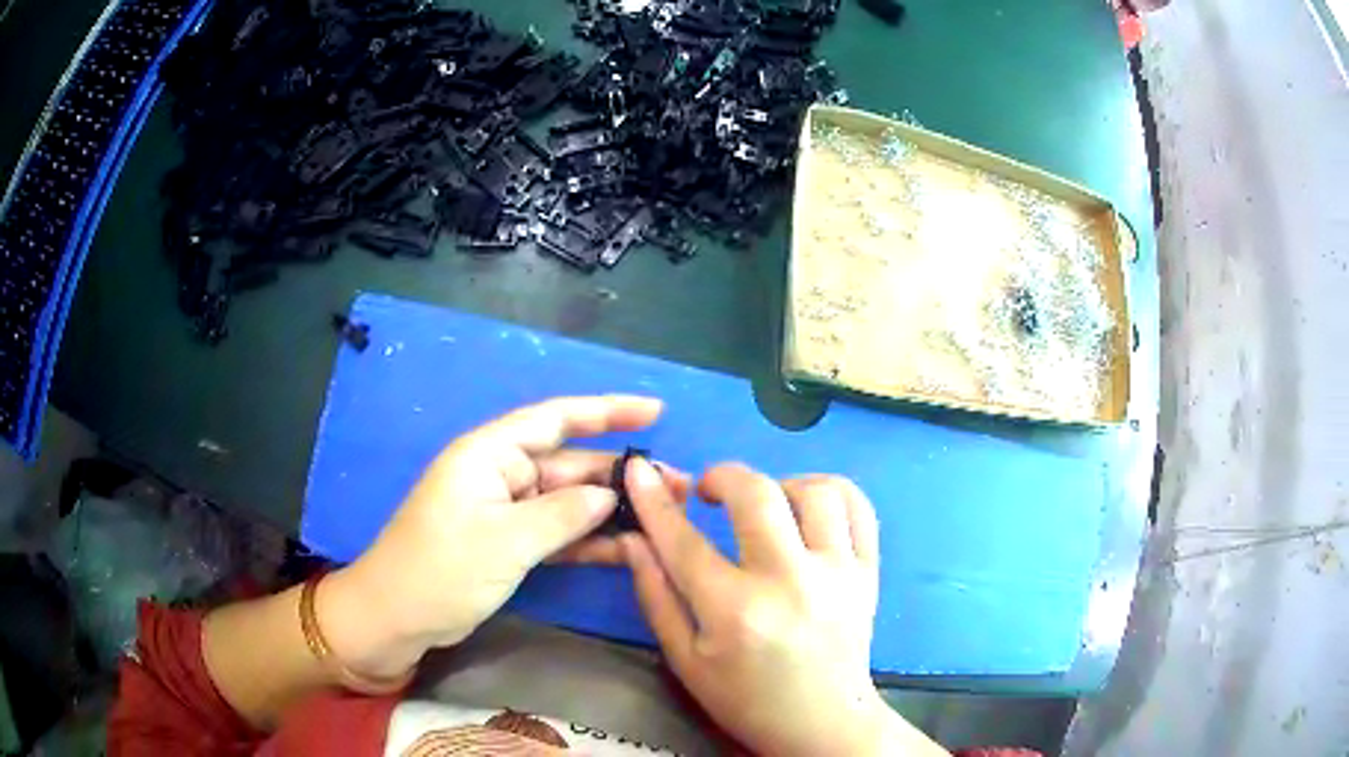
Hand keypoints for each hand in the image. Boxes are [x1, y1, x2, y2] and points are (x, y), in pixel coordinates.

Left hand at [324, 395, 689, 678]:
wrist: (396, 618)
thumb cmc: (440, 570)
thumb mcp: (504, 541)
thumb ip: (563, 514)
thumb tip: (609, 494)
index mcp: (489, 454)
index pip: (555, 419)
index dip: (607, 411)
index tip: (655, 411)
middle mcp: (501, 474)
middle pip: (570, 464)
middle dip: (621, 474)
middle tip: (678, 487)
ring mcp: (506, 512)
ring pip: (569, 501)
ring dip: (612, 509)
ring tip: (666, 516)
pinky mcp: (509, 544)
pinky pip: (557, 532)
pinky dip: (589, 539)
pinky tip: (630, 547)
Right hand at [622, 460, 945, 756]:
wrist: (822, 722)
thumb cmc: (746, 699)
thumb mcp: (685, 660)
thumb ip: (656, 596)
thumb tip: (633, 539)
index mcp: (735, 612)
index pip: (684, 541)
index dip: (654, 501)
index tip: (639, 471)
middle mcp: (790, 582)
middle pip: (757, 494)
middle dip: (723, 477)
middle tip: (709, 493)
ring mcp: (838, 573)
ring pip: (816, 491)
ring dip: (781, 485)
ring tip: (766, 507)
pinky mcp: (868, 573)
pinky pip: (859, 508)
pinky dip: (831, 493)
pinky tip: (808, 509)